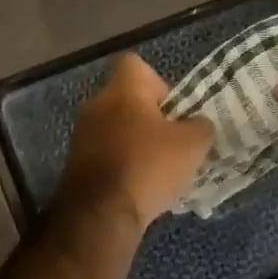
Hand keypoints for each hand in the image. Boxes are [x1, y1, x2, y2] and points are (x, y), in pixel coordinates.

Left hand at [59, 54, 213, 231]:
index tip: (173, 109)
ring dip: (137, 143)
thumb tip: (198, 124)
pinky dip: (123, 164)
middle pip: (128, 99)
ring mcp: (82, 135)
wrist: (100, 214)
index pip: (135, 64)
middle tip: (173, 142)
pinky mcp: (76, 164)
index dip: (159, 82)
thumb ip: (201, 126)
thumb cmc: (148, 166)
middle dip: (151, 118)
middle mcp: (96, 104)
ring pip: (116, 128)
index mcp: (122, 89)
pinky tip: (140, 187)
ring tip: (160, 169)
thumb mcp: (193, 145)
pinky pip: (106, 153)